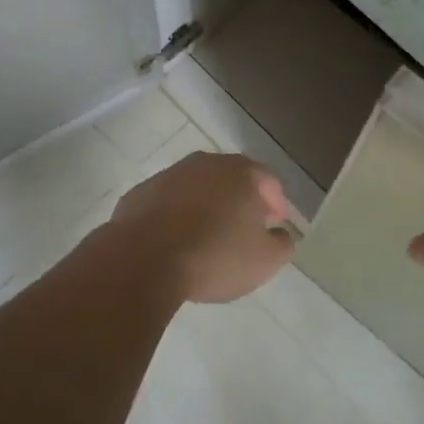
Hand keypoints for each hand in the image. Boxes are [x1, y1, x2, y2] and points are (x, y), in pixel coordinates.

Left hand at [109, 152, 294, 303]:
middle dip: (242, 200)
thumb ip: (282, 243)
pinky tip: (176, 240)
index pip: (268, 181)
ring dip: (207, 206)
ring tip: (209, 236)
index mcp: (241, 173)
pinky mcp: (141, 192)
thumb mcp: (265, 260)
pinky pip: (169, 202)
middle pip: (232, 178)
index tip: (276, 224)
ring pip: (198, 188)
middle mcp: (206, 163)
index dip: (277, 203)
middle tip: (246, 228)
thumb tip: (279, 234)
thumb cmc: (214, 256)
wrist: (143, 259)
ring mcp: (169, 175)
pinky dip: (176, 216)